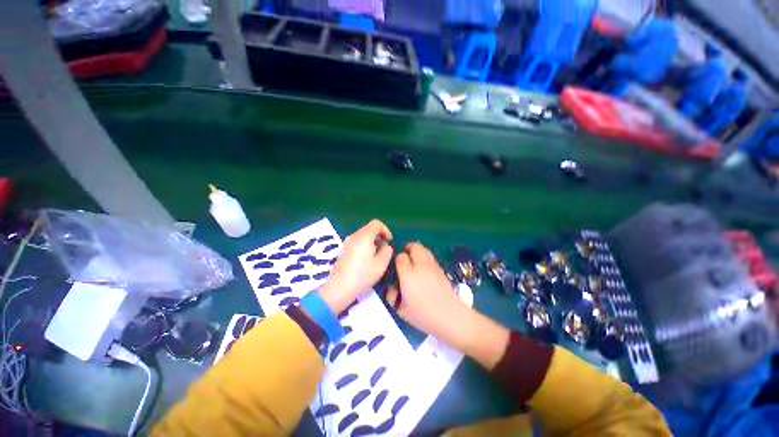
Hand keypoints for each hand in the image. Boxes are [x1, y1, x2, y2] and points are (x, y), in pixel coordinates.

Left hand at [318, 220, 392, 313]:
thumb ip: (387, 251)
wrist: (340, 287)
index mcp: (364, 236)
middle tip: (384, 251)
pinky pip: (357, 242)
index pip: (376, 223)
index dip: (386, 230)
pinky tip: (366, 261)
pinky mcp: (344, 250)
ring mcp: (347, 243)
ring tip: (376, 257)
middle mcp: (354, 236)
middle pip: (369, 229)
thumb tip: (385, 246)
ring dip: (372, 242)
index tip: (389, 242)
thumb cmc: (363, 274)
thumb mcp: (381, 263)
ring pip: (363, 236)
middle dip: (379, 237)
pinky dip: (365, 247)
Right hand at [387, 243, 470, 347]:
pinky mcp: (441, 269)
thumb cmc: (424, 316)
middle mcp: (420, 266)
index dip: (397, 260)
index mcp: (408, 275)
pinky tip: (424, 270)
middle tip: (405, 257)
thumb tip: (393, 289)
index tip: (397, 268)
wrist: (451, 317)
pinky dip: (425, 258)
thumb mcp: (402, 310)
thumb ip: (393, 297)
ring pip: (424, 249)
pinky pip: (431, 257)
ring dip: (418, 251)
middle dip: (408, 249)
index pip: (400, 257)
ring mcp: (433, 266)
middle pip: (415, 247)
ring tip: (414, 261)